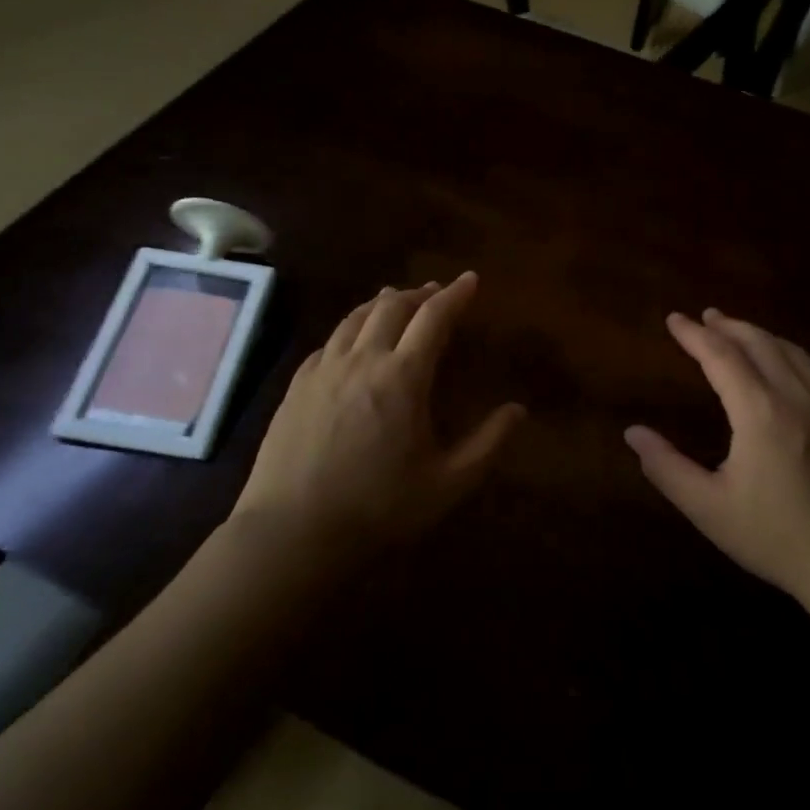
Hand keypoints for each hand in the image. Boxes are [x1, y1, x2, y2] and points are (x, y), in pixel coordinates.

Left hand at [233, 272, 523, 562]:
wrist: (292, 531)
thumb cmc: (377, 507)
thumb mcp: (447, 483)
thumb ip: (487, 444)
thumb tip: (518, 410)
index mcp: (403, 376)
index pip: (434, 317)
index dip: (455, 294)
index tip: (470, 279)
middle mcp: (363, 359)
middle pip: (392, 306)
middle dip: (420, 293)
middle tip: (436, 292)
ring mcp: (324, 369)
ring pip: (356, 317)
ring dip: (383, 302)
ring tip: (397, 300)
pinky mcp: (297, 384)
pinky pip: (330, 340)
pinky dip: (352, 327)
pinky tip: (353, 340)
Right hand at [625, 309, 809, 609]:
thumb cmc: (780, 539)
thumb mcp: (711, 509)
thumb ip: (667, 468)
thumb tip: (633, 433)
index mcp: (760, 412)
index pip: (721, 356)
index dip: (694, 335)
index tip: (674, 319)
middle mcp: (797, 396)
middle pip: (759, 343)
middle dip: (728, 326)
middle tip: (705, 317)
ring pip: (791, 352)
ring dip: (760, 335)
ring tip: (738, 331)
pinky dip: (787, 355)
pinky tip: (783, 369)